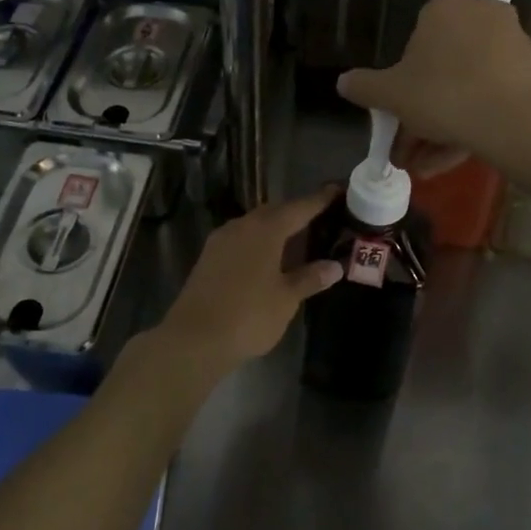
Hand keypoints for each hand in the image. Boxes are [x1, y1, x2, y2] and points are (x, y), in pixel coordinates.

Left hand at [151, 189, 342, 371]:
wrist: (194, 339)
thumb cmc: (249, 315)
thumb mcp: (286, 299)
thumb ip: (310, 278)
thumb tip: (334, 266)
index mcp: (265, 230)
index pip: (299, 208)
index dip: (319, 200)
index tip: (337, 190)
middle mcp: (241, 226)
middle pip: (274, 212)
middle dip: (296, 213)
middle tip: (319, 218)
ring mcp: (220, 241)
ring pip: (254, 225)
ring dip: (275, 229)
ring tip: (297, 239)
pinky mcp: (208, 258)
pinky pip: (240, 240)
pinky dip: (258, 243)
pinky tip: (268, 259)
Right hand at [337, 0, 530, 163]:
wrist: (517, 121)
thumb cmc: (444, 95)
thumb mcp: (391, 94)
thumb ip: (364, 87)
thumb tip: (342, 82)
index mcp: (445, 8)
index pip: (413, 42)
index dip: (401, 82)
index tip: (396, 113)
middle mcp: (481, 15)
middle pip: (441, 69)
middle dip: (421, 113)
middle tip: (408, 148)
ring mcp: (510, 43)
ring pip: (465, 88)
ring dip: (441, 128)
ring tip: (425, 167)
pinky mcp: (530, 72)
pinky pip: (490, 97)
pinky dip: (470, 125)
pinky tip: (451, 161)